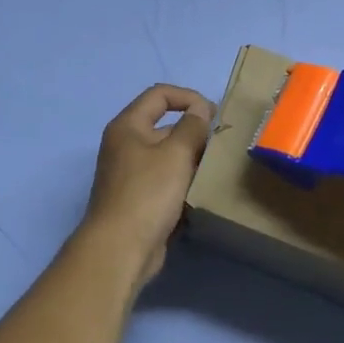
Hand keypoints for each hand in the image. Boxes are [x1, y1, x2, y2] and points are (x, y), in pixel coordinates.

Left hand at [80, 84, 214, 288]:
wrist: (121, 248)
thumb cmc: (147, 193)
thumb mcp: (176, 153)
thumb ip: (192, 127)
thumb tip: (200, 110)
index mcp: (128, 126)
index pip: (160, 95)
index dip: (189, 97)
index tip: (214, 115)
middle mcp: (125, 145)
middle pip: (165, 126)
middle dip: (194, 133)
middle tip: (222, 146)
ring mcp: (131, 174)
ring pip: (168, 157)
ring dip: (192, 160)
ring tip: (218, 169)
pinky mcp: (139, 199)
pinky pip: (166, 182)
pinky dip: (184, 183)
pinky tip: (203, 192)